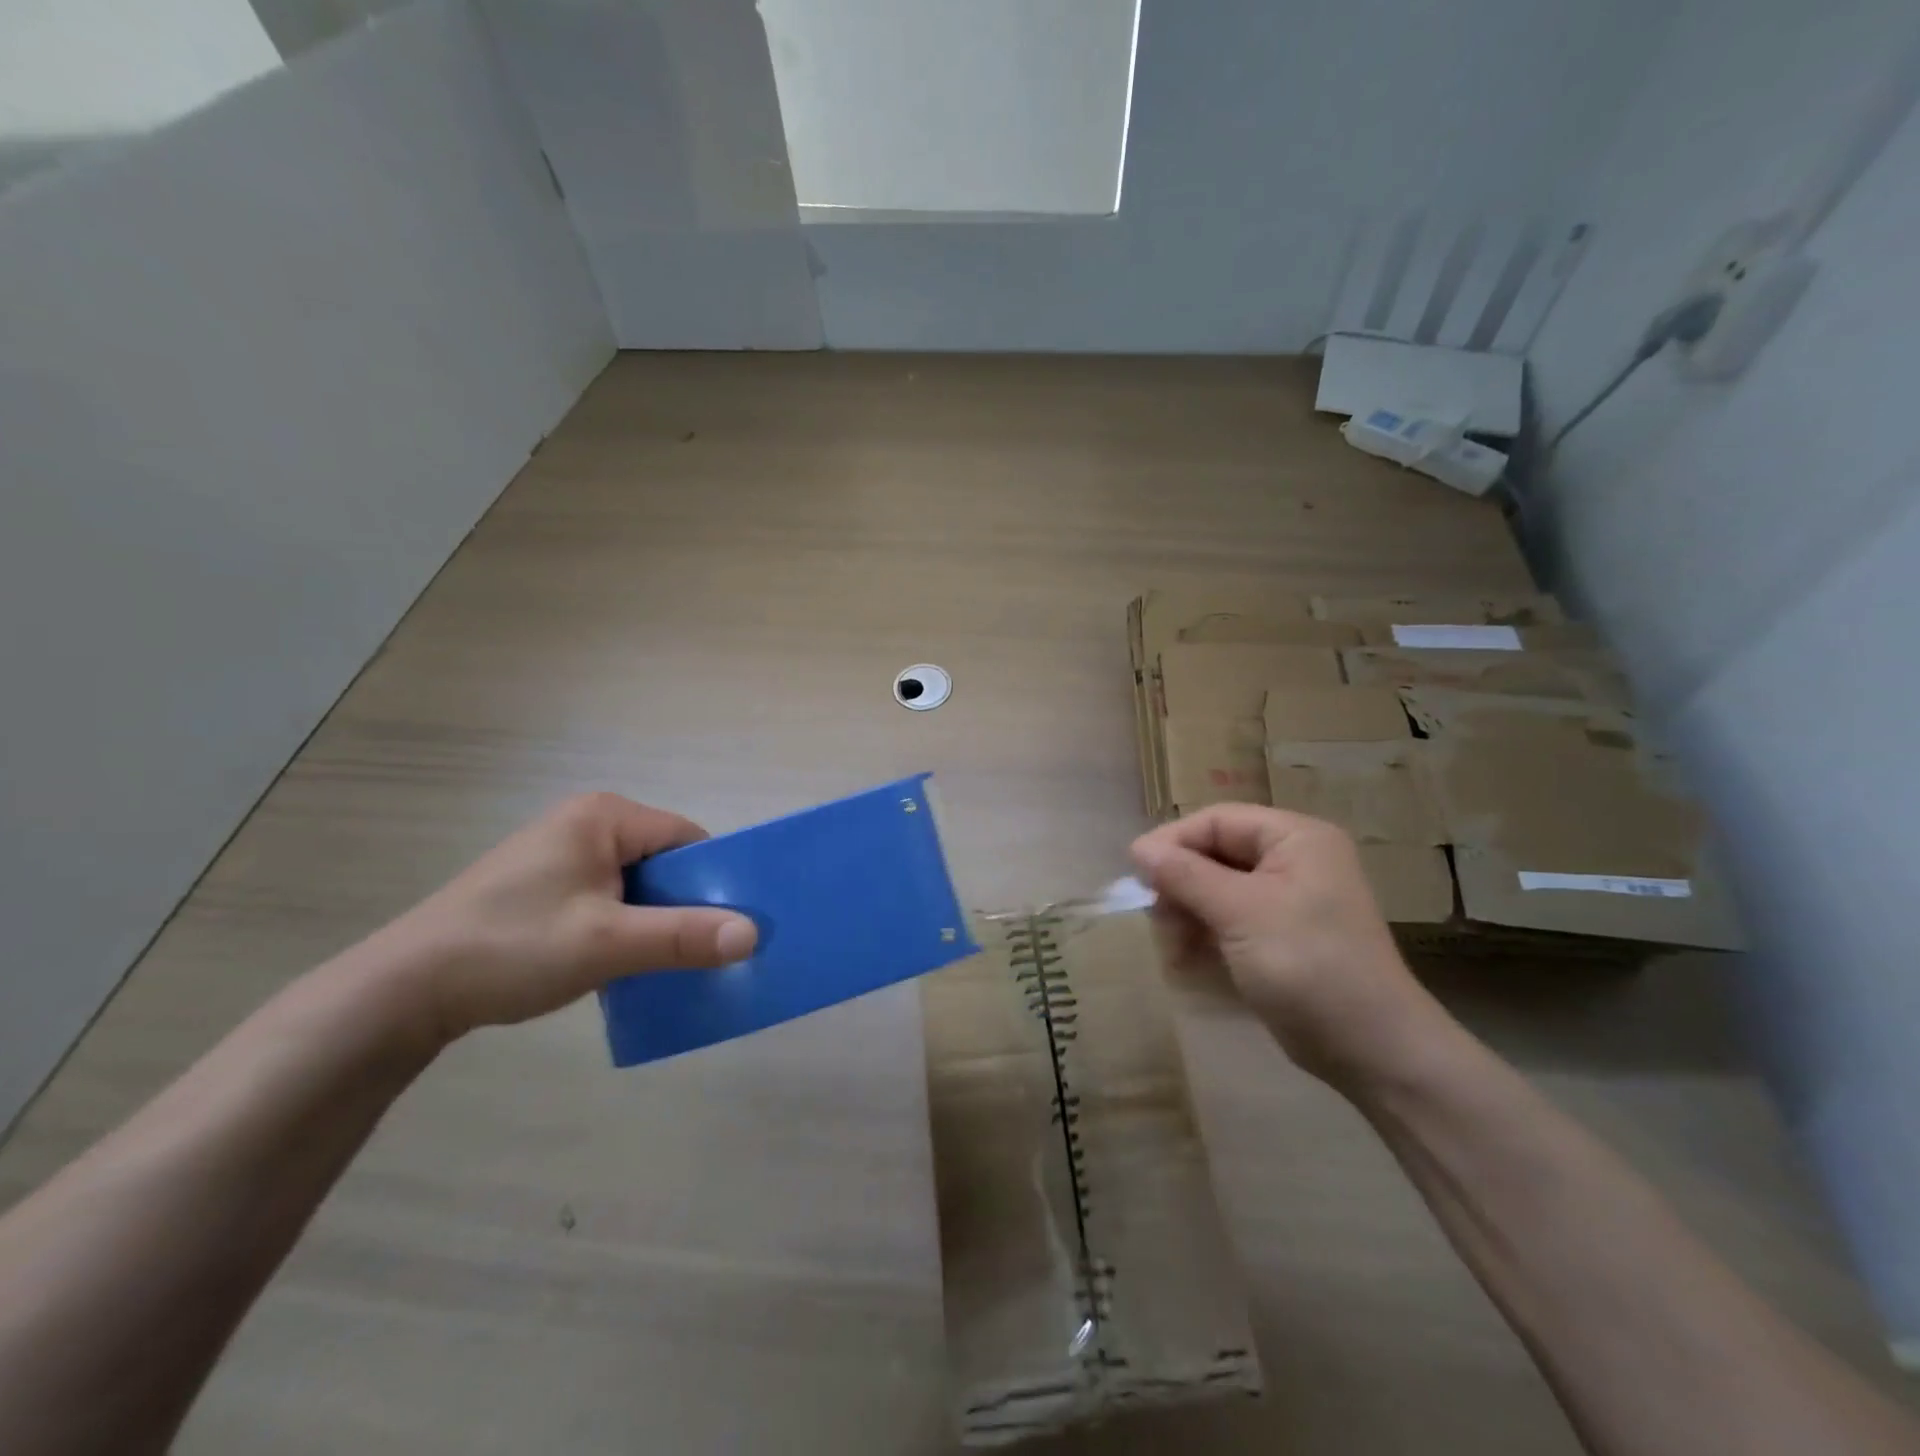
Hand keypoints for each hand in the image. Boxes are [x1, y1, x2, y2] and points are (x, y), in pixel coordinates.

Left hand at [369, 793, 757, 1043]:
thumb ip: (683, 936)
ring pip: (636, 885)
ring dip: (654, 922)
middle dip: (684, 905)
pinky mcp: (544, 886)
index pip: (686, 839)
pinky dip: (624, 928)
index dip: (714, 880)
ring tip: (666, 963)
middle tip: (703, 951)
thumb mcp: (607, 943)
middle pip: (663, 861)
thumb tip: (753, 934)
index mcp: (604, 816)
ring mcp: (561, 854)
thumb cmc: (511, 947)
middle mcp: (586, 823)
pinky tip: (622, 965)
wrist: (402, 991)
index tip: (731, 926)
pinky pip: (608, 899)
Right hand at [1130, 804, 1450, 1088]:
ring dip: (1189, 915)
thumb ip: (1186, 875)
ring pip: (1217, 890)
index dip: (1173, 842)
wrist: (1373, 1051)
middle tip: (1157, 920)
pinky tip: (1187, 962)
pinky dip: (1206, 936)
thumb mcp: (1241, 913)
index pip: (1218, 821)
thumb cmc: (1308, 965)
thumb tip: (1138, 848)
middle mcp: (1293, 860)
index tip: (1137, 875)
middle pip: (1215, 854)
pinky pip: (1230, 920)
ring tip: (1173, 950)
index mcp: (1295, 838)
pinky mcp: (1281, 937)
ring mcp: (1288, 900)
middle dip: (1181, 885)